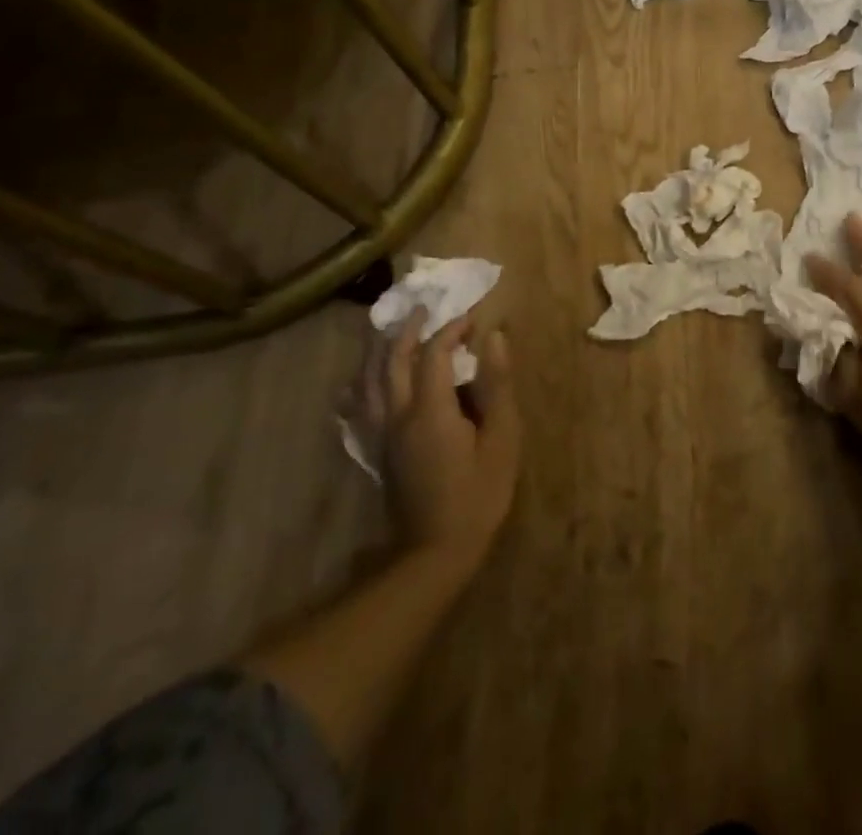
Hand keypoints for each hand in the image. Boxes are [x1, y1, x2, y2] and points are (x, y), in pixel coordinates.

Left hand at [382, 314, 520, 573]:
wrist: (435, 553)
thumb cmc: (478, 494)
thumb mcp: (502, 439)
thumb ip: (497, 385)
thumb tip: (495, 337)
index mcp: (430, 410)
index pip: (434, 353)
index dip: (452, 329)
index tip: (472, 318)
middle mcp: (398, 415)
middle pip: (392, 361)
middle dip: (408, 330)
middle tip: (424, 308)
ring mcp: (383, 435)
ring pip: (370, 381)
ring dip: (379, 351)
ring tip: (391, 332)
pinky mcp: (378, 452)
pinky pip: (360, 408)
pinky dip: (360, 386)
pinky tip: (359, 382)